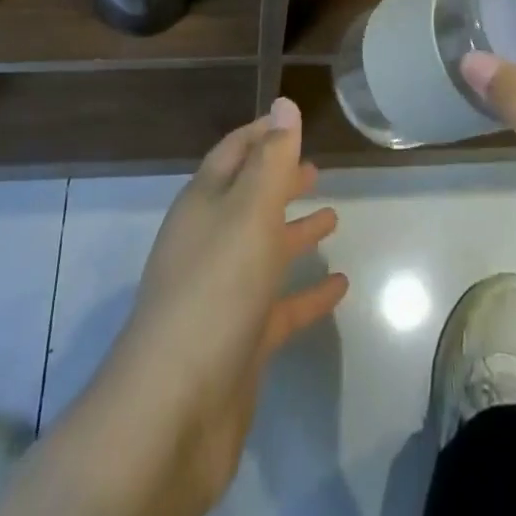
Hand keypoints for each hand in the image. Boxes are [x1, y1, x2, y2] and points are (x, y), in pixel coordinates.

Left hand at [0, 98, 346, 515]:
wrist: (174, 410)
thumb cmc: (215, 290)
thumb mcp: (249, 212)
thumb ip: (271, 159)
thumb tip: (283, 104)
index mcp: (204, 203)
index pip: (234, 152)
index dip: (263, 133)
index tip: (291, 121)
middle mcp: (210, 241)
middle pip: (249, 198)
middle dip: (280, 180)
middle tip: (317, 168)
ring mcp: (223, 292)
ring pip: (264, 249)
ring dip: (295, 231)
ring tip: (334, 216)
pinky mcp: (240, 340)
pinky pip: (280, 305)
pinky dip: (307, 293)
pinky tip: (341, 287)